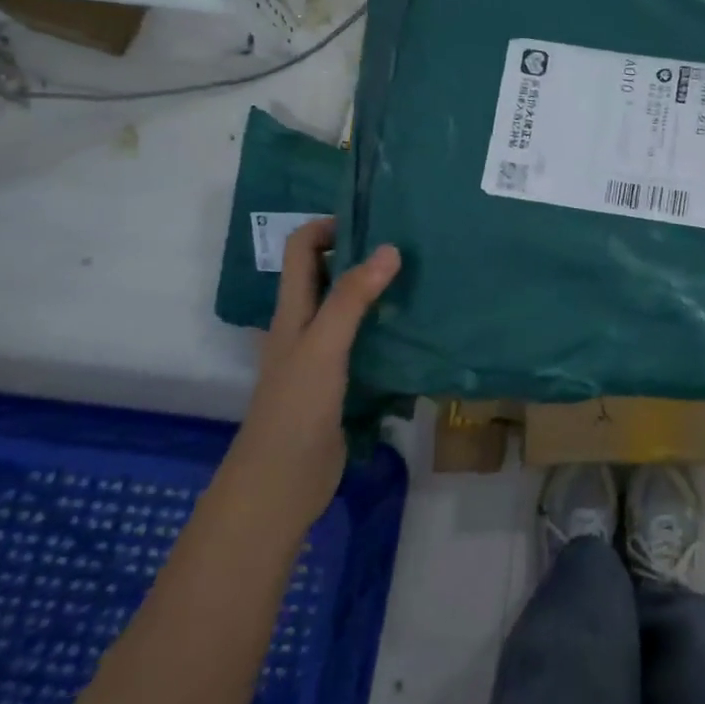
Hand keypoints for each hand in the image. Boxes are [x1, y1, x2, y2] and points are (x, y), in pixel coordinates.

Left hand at [234, 218, 400, 522]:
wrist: (283, 481)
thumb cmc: (297, 406)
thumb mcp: (324, 344)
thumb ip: (353, 297)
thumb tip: (390, 248)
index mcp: (293, 309)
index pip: (302, 249)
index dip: (329, 227)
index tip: (374, 222)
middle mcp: (306, 324)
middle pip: (329, 274)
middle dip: (362, 255)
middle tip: (409, 247)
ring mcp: (324, 354)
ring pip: (350, 308)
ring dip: (379, 292)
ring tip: (421, 281)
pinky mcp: (342, 380)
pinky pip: (366, 341)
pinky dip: (387, 328)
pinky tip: (416, 329)